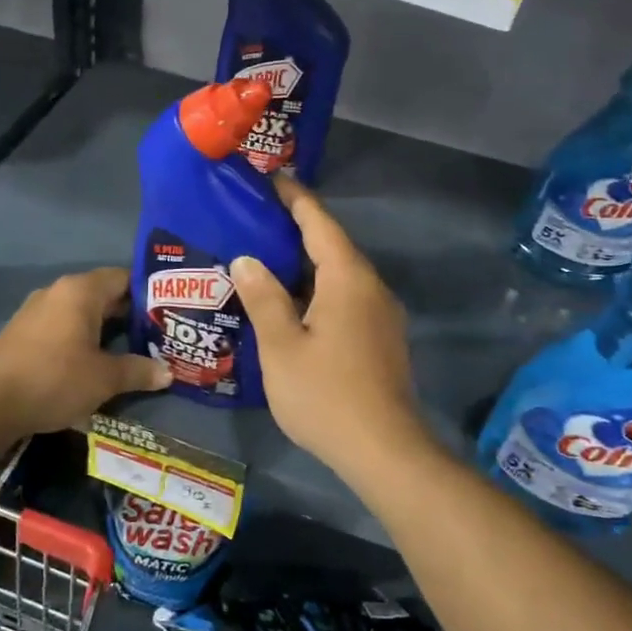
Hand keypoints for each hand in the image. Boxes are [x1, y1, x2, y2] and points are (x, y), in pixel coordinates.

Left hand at [0, 267, 170, 436]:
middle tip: (156, 335)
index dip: (148, 293)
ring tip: (129, 350)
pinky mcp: (22, 332)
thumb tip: (168, 373)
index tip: (168, 312)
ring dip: (103, 329)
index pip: (123, 277)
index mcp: (81, 291)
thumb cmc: (55, 379)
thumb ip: (138, 371)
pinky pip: (61, 327)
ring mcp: (36, 311)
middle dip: (129, 315)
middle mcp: (58, 291)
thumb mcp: (105, 379)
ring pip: (80, 312)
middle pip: (103, 294)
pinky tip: (92, 362)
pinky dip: (80, 339)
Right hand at [231, 177, 435, 480]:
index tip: (273, 178)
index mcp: (348, 279)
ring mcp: (381, 315)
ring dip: (308, 262)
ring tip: (269, 257)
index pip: (320, 224)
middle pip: (333, 245)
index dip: (296, 199)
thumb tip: (247, 259)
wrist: (384, 451)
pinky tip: (293, 302)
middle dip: (299, 228)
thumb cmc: (325, 395)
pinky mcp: (381, 339)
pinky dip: (319, 288)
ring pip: (340, 275)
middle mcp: (371, 287)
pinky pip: (347, 298)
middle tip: (259, 218)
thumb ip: (263, 297)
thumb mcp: (281, 346)